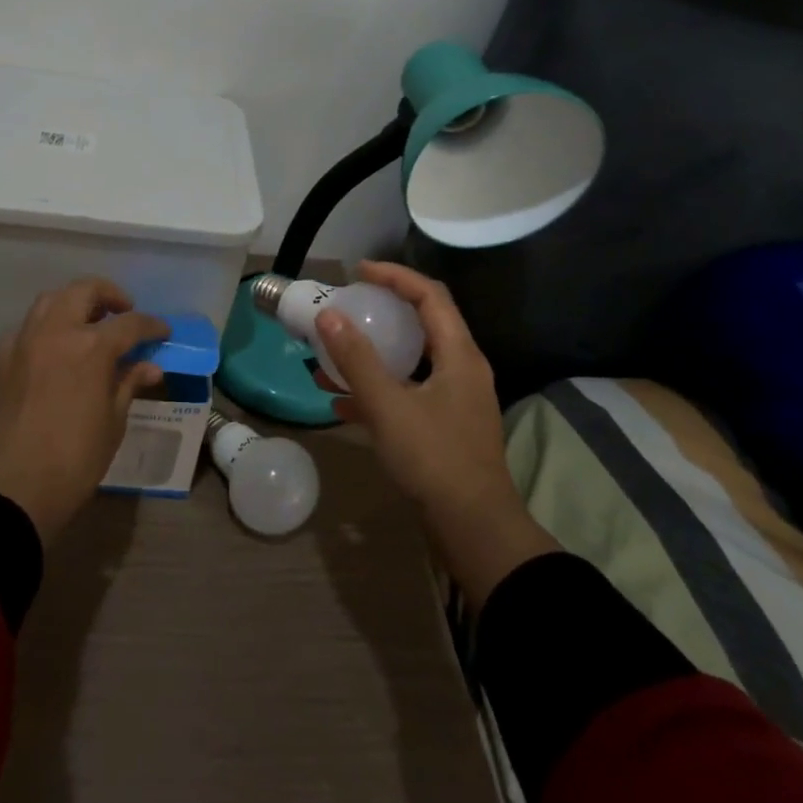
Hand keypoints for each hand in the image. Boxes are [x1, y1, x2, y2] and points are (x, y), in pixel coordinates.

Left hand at [0, 279, 167, 543]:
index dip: (151, 325)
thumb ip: (128, 384)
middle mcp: (55, 332)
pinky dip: (45, 327)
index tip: (163, 332)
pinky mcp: (0, 359)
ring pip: (50, 301)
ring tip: (88, 323)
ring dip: (73, 303)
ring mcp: (23, 342)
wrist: (10, 490)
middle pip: (84, 291)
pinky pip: (26, 328)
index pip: (130, 323)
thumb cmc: (73, 461)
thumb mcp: (112, 423)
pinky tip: (53, 349)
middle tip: (123, 311)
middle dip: (108, 295)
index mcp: (91, 347)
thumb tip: (149, 366)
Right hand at [314, 261, 557, 605]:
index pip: (430, 295)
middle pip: (423, 324)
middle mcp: (462, 370)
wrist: (474, 530)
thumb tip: (328, 316)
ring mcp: (455, 400)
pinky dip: (377, 389)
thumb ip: (357, 359)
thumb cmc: (434, 459)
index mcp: (459, 355)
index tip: (357, 272)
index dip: (394, 276)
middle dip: (382, 311)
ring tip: (332, 355)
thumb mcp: (388, 406)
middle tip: (347, 307)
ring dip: (373, 354)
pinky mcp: (444, 427)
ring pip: (411, 361)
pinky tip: (340, 402)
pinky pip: (407, 393)